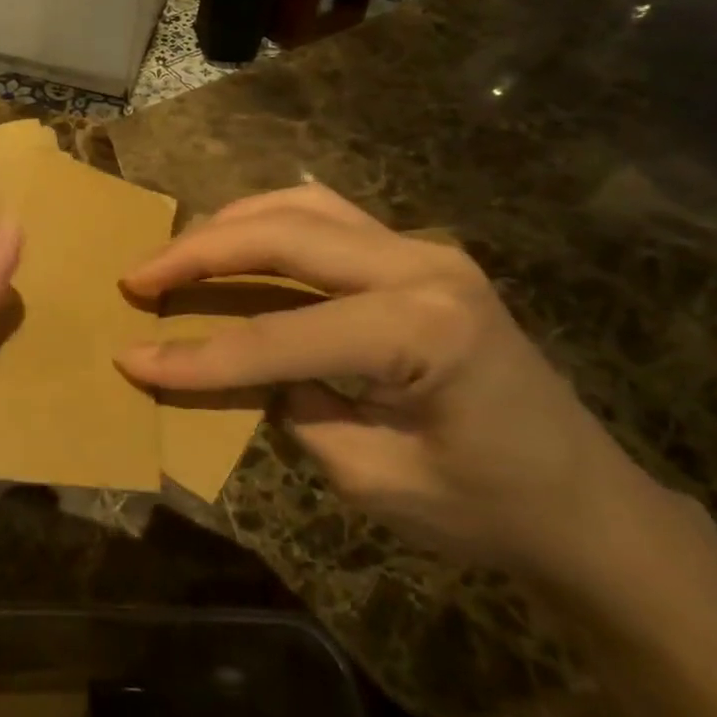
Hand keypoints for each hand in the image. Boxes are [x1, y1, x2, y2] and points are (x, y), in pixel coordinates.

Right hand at [116, 185, 665, 590]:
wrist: (585, 501)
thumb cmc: (487, 508)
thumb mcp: (370, 476)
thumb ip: (292, 407)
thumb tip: (233, 364)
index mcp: (422, 330)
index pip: (280, 337)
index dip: (198, 355)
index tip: (131, 358)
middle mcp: (422, 265)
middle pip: (284, 236)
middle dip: (199, 254)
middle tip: (137, 277)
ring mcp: (424, 249)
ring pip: (302, 207)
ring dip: (230, 224)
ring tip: (176, 253)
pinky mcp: (418, 254)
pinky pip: (327, 218)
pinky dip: (269, 222)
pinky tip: (236, 239)